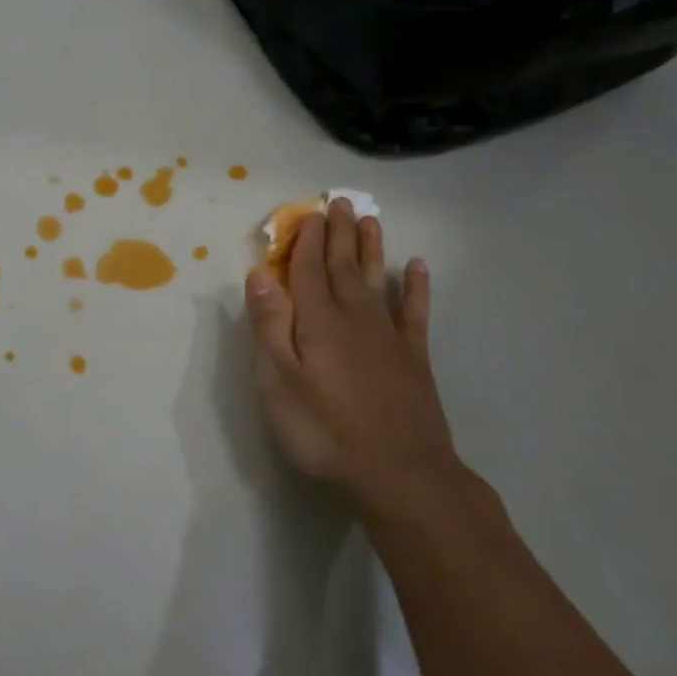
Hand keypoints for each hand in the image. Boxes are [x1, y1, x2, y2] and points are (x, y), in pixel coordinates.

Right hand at [244, 198, 458, 517]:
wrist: (401, 474)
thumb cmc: (326, 431)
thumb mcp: (278, 383)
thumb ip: (269, 326)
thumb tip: (260, 275)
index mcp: (318, 320)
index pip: (308, 269)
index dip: (306, 240)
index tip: (308, 212)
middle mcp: (354, 316)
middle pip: (343, 265)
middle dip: (338, 233)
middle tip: (339, 201)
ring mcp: (388, 336)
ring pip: (377, 279)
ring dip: (371, 248)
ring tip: (369, 220)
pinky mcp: (414, 358)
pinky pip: (414, 311)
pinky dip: (415, 287)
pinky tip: (416, 267)